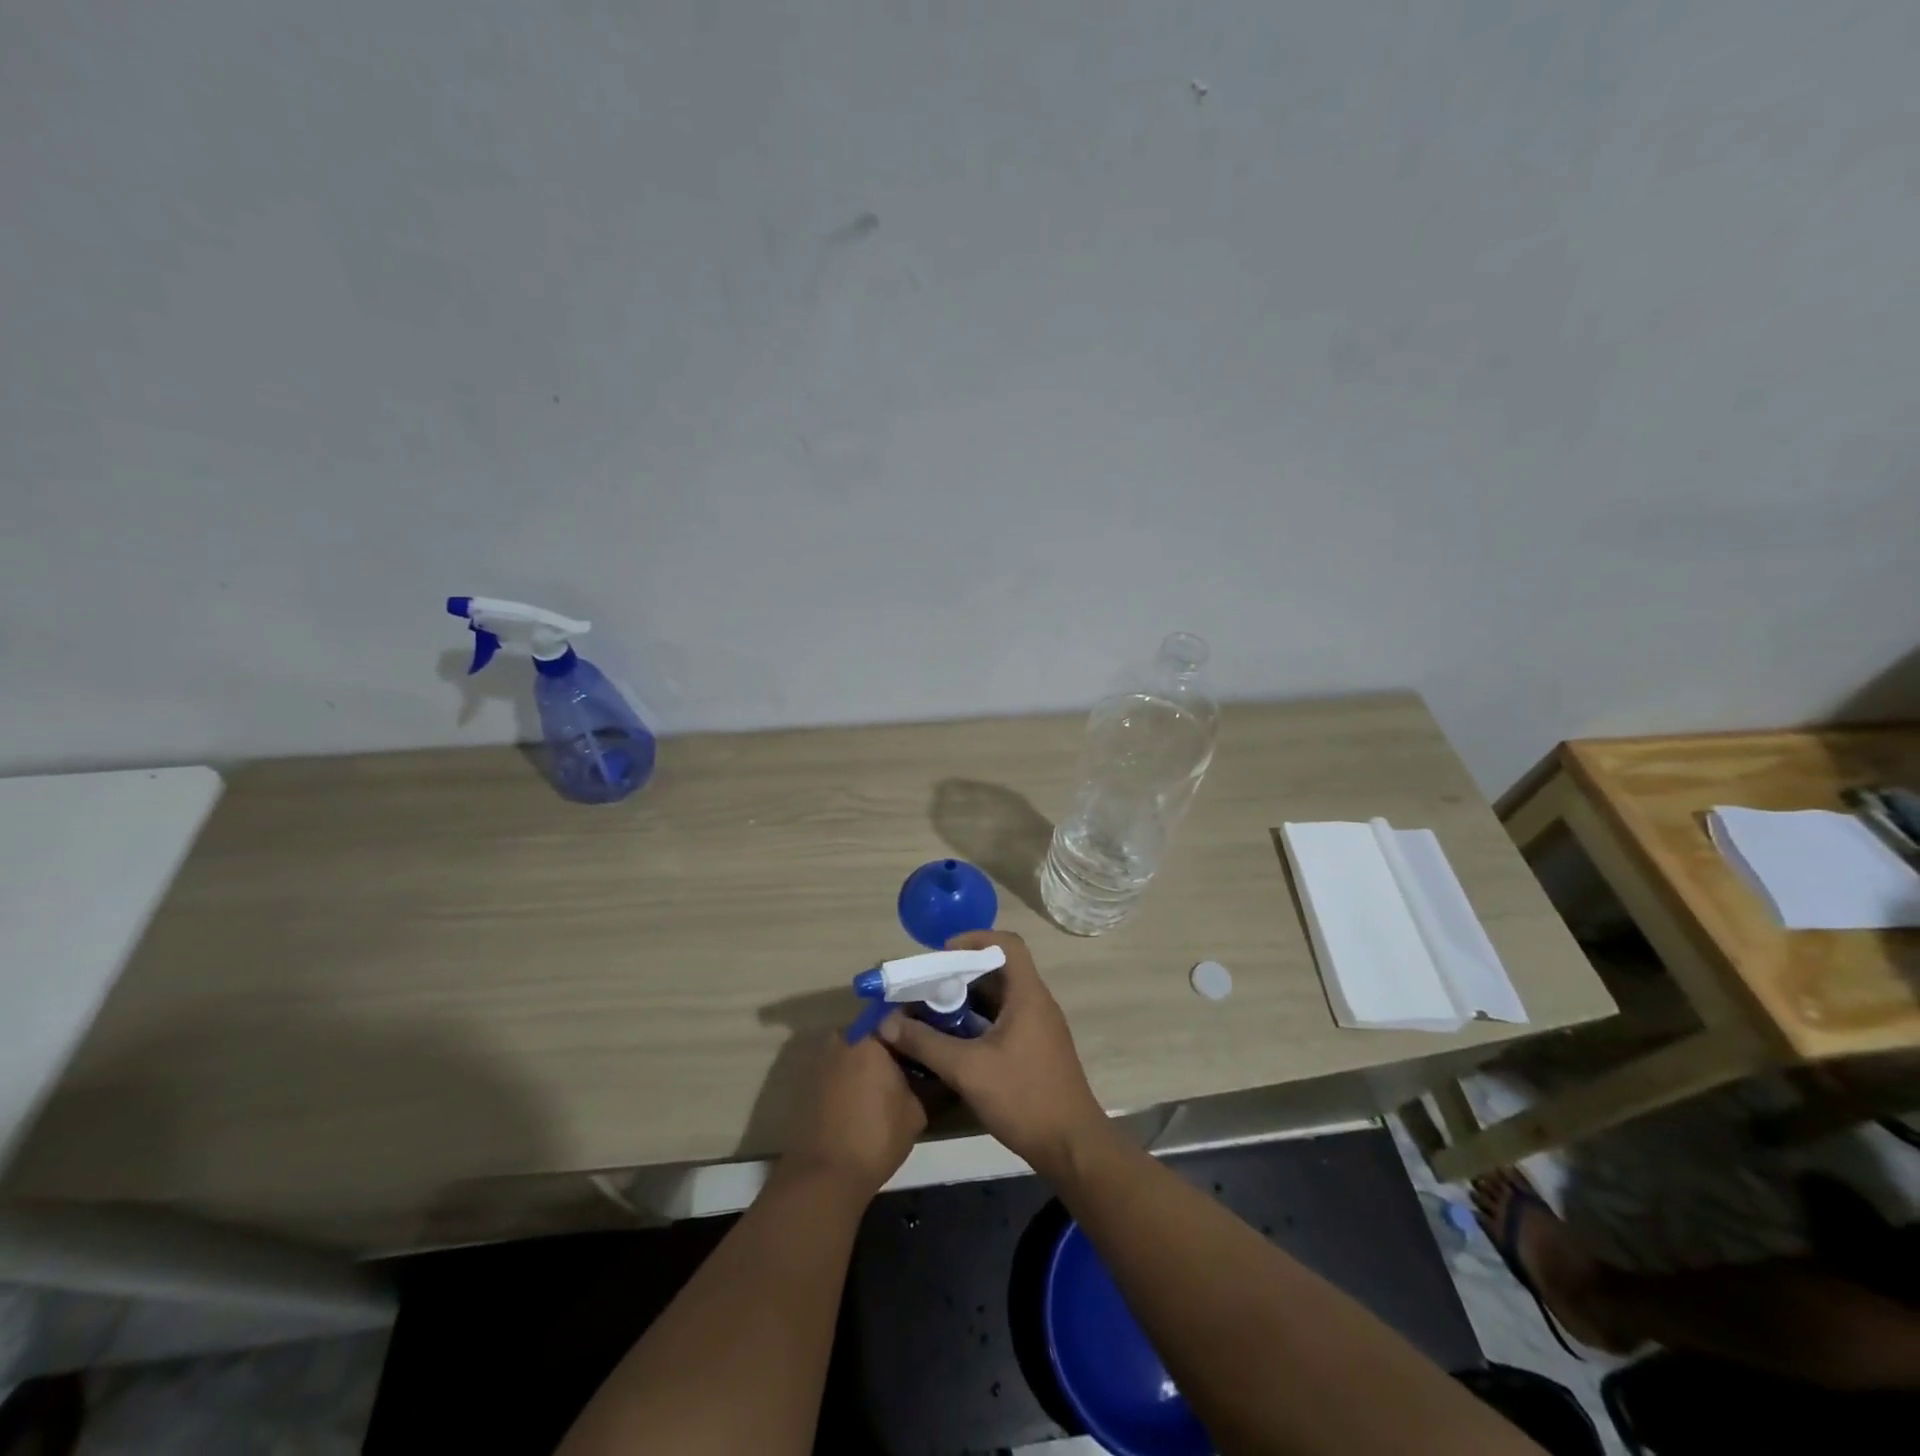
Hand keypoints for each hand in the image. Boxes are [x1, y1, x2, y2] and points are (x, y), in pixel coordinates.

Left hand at [783, 1027, 927, 1198]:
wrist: (824, 1177)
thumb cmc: (876, 1136)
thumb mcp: (916, 1110)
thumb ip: (922, 1081)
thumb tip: (926, 1072)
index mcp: (869, 1036)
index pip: (897, 1015)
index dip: (915, 1026)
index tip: (928, 1037)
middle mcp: (842, 1038)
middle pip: (873, 1031)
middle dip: (891, 1044)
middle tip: (912, 1063)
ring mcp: (821, 1059)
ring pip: (855, 1050)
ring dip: (870, 1062)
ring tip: (890, 1083)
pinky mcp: (809, 1082)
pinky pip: (839, 1069)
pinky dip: (852, 1078)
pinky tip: (866, 1099)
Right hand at [879, 930, 1110, 1178]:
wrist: (1071, 1146)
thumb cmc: (1023, 1097)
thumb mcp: (967, 1069)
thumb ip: (925, 1043)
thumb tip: (886, 1023)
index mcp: (1028, 995)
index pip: (1007, 944)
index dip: (975, 939)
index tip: (943, 954)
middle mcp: (1037, 1003)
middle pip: (1000, 970)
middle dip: (962, 972)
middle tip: (928, 985)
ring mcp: (1039, 1027)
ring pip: (1001, 997)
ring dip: (968, 999)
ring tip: (933, 1010)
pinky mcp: (1036, 1049)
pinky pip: (1005, 1019)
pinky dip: (979, 1021)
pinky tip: (954, 1040)